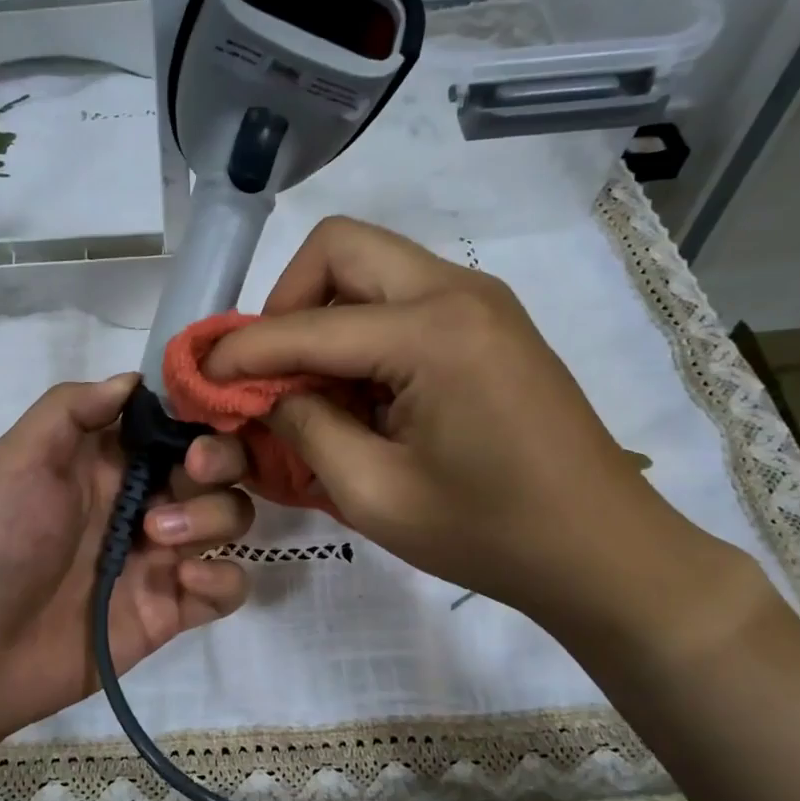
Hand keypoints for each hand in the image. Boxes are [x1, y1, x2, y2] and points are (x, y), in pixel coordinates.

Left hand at [0, 373, 253, 743]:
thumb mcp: (17, 460)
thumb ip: (71, 409)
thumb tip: (134, 379)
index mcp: (111, 460)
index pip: (177, 421)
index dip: (199, 413)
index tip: (201, 416)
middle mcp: (146, 499)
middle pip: (220, 465)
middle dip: (220, 459)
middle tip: (194, 470)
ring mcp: (163, 554)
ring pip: (232, 517)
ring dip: (211, 518)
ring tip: (156, 538)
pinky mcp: (173, 607)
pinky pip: (229, 586)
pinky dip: (222, 579)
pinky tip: (183, 582)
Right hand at [205, 217, 746, 643]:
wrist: (601, 551)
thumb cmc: (487, 534)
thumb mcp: (373, 493)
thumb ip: (303, 428)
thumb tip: (260, 391)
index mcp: (432, 331)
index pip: (305, 324)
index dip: (241, 351)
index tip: (198, 378)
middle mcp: (457, 290)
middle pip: (339, 249)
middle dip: (285, 304)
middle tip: (270, 373)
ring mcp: (480, 301)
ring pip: (370, 267)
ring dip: (323, 317)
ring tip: (312, 389)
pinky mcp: (488, 323)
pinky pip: (401, 298)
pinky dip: (361, 331)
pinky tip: (360, 392)